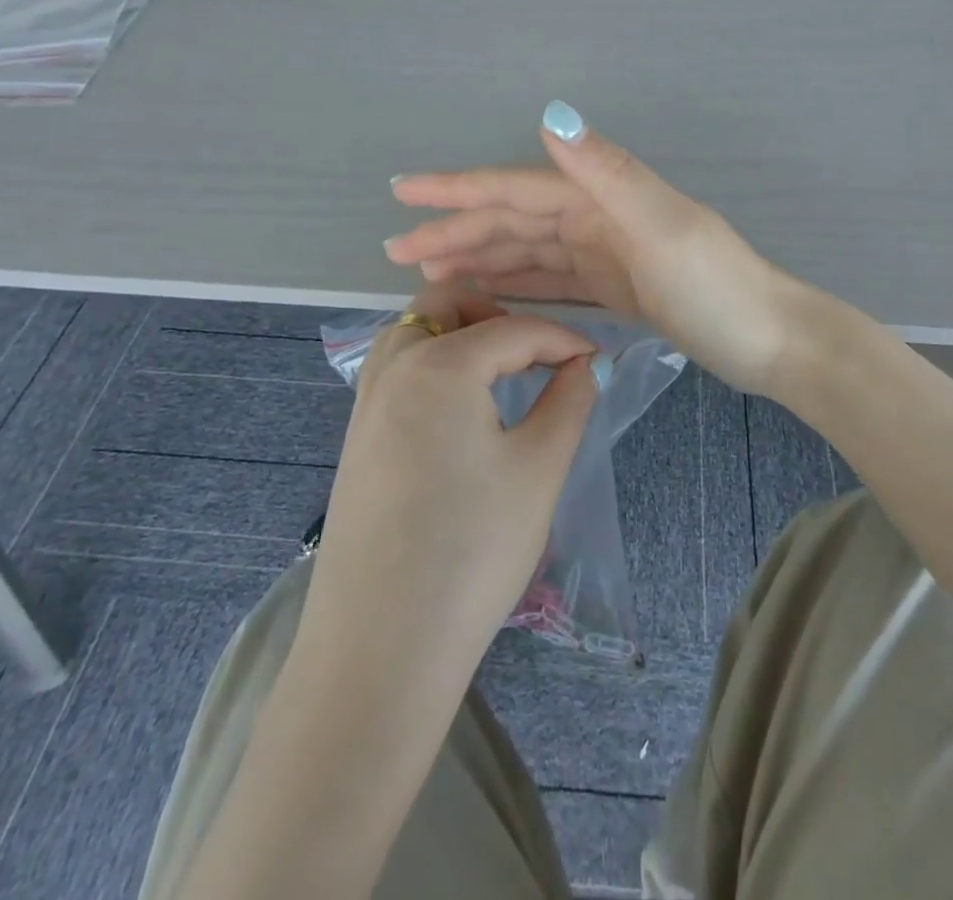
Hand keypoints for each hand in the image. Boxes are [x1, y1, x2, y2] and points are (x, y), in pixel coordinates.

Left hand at [297, 284, 607, 683]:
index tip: (597, 361)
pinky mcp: (356, 439)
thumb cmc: (473, 549)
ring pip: (413, 332)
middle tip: (537, 355)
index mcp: (440, 364)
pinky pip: (396, 370)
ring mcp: (366, 403)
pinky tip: (459, 411)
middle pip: (446, 305)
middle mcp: (394, 367)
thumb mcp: (539, 468)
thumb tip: (585, 365)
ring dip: (458, 334)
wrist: (381, 647)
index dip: (563, 339)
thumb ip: (569, 401)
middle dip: (498, 315)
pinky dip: (431, 364)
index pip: (514, 329)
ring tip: (499, 375)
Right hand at [385, 101, 810, 394]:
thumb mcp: (662, 226)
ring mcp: (607, 253)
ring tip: (429, 272)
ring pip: (527, 250)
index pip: (517, 187)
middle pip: (514, 219)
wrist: (771, 341)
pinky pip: (551, 279)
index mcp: (602, 197)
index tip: (405, 193)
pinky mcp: (616, 287)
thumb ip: (607, 172)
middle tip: (398, 250)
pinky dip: (516, 281)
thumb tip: (550, 114)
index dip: (459, 189)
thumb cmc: (717, 286)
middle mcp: (598, 217)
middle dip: (456, 230)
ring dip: (479, 256)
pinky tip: (487, 289)